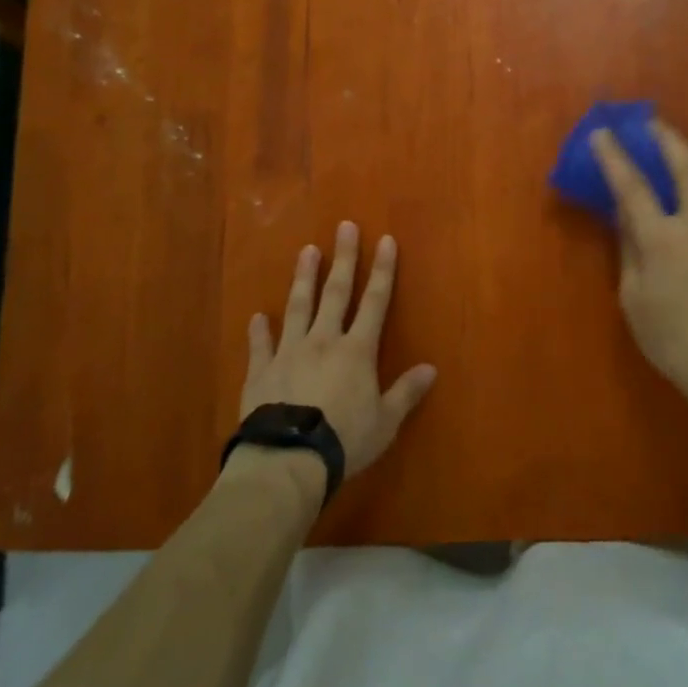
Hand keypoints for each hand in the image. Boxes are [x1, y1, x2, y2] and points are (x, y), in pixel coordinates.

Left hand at [240, 222, 436, 478]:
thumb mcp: (385, 422)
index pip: (375, 301)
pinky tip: (257, 316)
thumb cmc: (344, 440)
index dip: (382, 269)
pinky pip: (261, 345)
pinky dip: (259, 330)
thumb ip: (405, 392)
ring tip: (306, 251)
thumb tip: (431, 369)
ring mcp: (289, 352)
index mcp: (357, 350)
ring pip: (298, 307)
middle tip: (344, 226)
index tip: (385, 239)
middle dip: (343, 258)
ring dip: (304, 278)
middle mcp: (324, 340)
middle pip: (336, 292)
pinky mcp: (261, 371)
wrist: (287, 460)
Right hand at [589, 122, 687, 410]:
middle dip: (666, 137)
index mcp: (662, 239)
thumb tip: (623, 215)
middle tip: (653, 124)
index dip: (614, 156)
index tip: (602, 132)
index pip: (632, 187)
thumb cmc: (670, 338)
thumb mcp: (633, 297)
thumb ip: (629, 249)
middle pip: (685, 164)